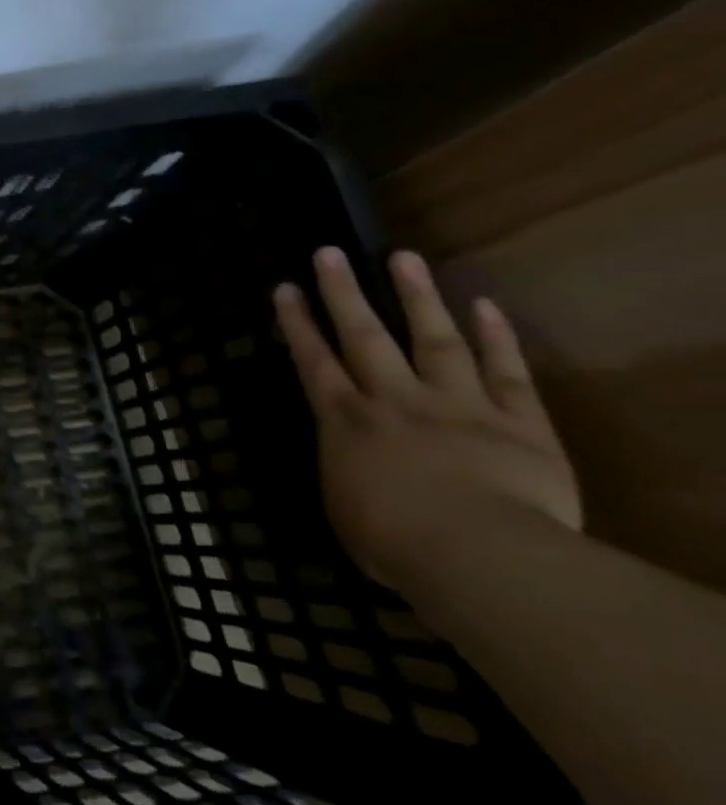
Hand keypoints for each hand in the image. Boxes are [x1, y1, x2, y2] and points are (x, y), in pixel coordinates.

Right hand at [273, 247, 580, 588]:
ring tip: (403, 256)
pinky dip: (496, 337)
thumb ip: (346, 474)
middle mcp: (392, 399)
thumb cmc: (392, 541)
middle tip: (329, 253)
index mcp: (345, 422)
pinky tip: (484, 305)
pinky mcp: (517, 421)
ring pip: (432, 339)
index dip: (297, 324)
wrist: (476, 551)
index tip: (286, 289)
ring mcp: (456, 404)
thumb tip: (351, 466)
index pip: (314, 362)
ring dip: (416, 297)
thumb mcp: (345, 510)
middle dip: (342, 293)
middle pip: (363, 336)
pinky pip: (505, 371)